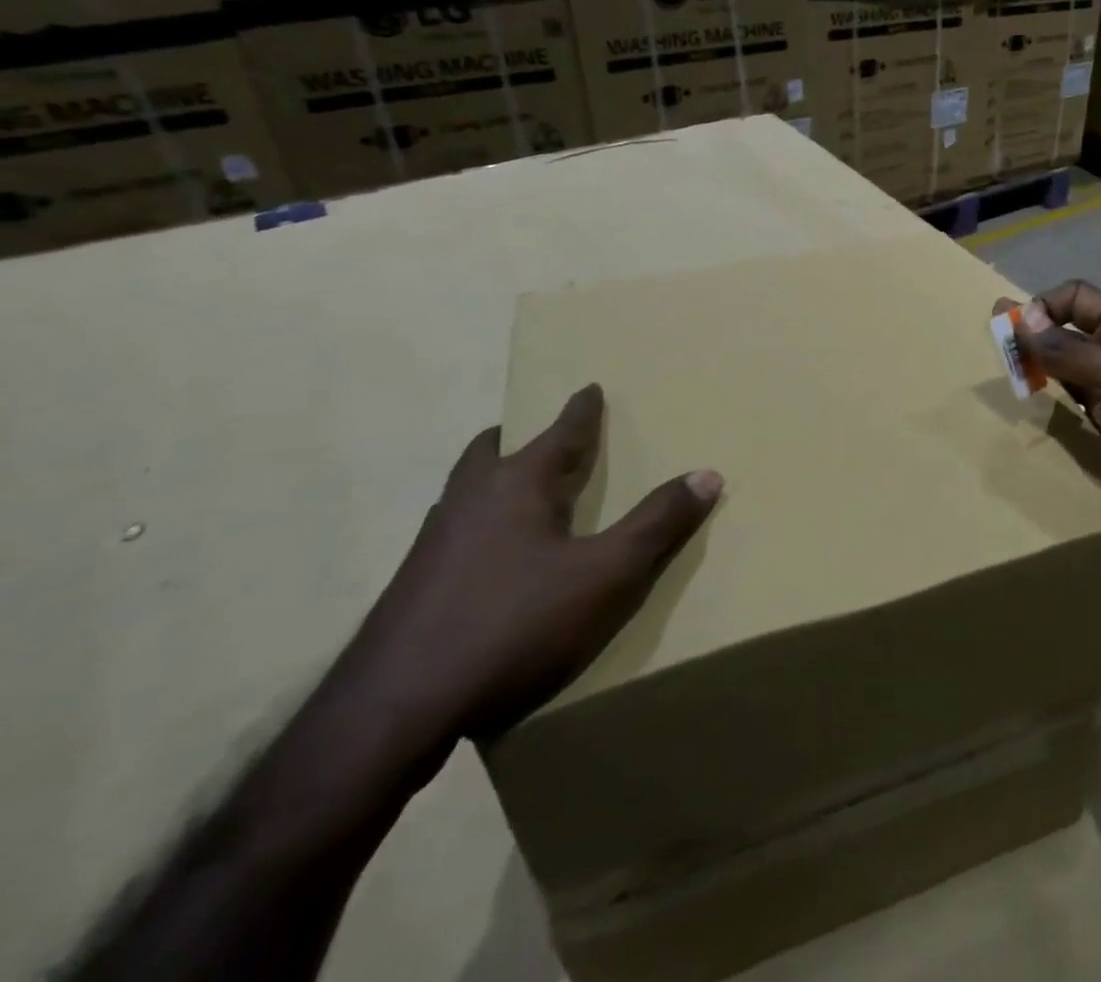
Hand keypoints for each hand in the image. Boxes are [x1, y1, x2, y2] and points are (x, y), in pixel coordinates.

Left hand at [343, 384, 720, 746]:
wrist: (392, 712)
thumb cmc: (514, 625)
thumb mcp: (606, 576)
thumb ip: (658, 523)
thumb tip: (707, 474)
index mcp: (518, 485)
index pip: (559, 432)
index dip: (581, 410)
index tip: (590, 387)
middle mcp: (469, 500)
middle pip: (492, 450)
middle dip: (519, 436)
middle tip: (543, 436)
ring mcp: (432, 544)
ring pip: (466, 490)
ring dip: (495, 478)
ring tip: (521, 492)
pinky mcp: (412, 587)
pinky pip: (453, 531)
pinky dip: (479, 522)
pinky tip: (491, 560)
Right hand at [996, 282, 1100, 566]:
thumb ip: (1067, 350)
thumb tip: (1021, 318)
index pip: (1077, 298)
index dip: (1044, 306)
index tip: (1017, 335)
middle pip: (1068, 334)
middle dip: (1034, 343)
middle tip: (1002, 364)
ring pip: (1066, 374)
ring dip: (1039, 378)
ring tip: (1011, 391)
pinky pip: (1072, 410)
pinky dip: (1050, 410)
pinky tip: (1032, 420)